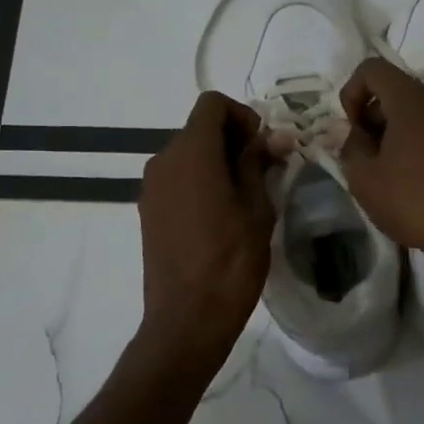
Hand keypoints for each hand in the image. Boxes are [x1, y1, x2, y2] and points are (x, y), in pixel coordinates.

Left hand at [138, 92, 275, 361]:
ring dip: (217, 162)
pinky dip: (200, 182)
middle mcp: (163, 161)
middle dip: (233, 140)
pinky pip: (177, 180)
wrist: (187, 319)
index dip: (242, 115)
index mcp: (191, 153)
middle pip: (199, 129)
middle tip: (263, 173)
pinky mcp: (148, 211)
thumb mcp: (257, 208)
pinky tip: (220, 217)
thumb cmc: (231, 261)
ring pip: (188, 155)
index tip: (264, 147)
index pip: (212, 104)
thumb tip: (274, 137)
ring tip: (244, 198)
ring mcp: (151, 187)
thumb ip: (259, 164)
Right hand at [338, 58, 423, 264]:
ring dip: (395, 134)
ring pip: (418, 113)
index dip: (352, 91)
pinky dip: (418, 145)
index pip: (373, 68)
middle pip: (396, 91)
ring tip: (388, 174)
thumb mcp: (365, 179)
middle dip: (373, 117)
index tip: (351, 129)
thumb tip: (351, 133)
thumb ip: (351, 147)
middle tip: (365, 156)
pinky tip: (415, 183)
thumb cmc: (415, 201)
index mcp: (411, 100)